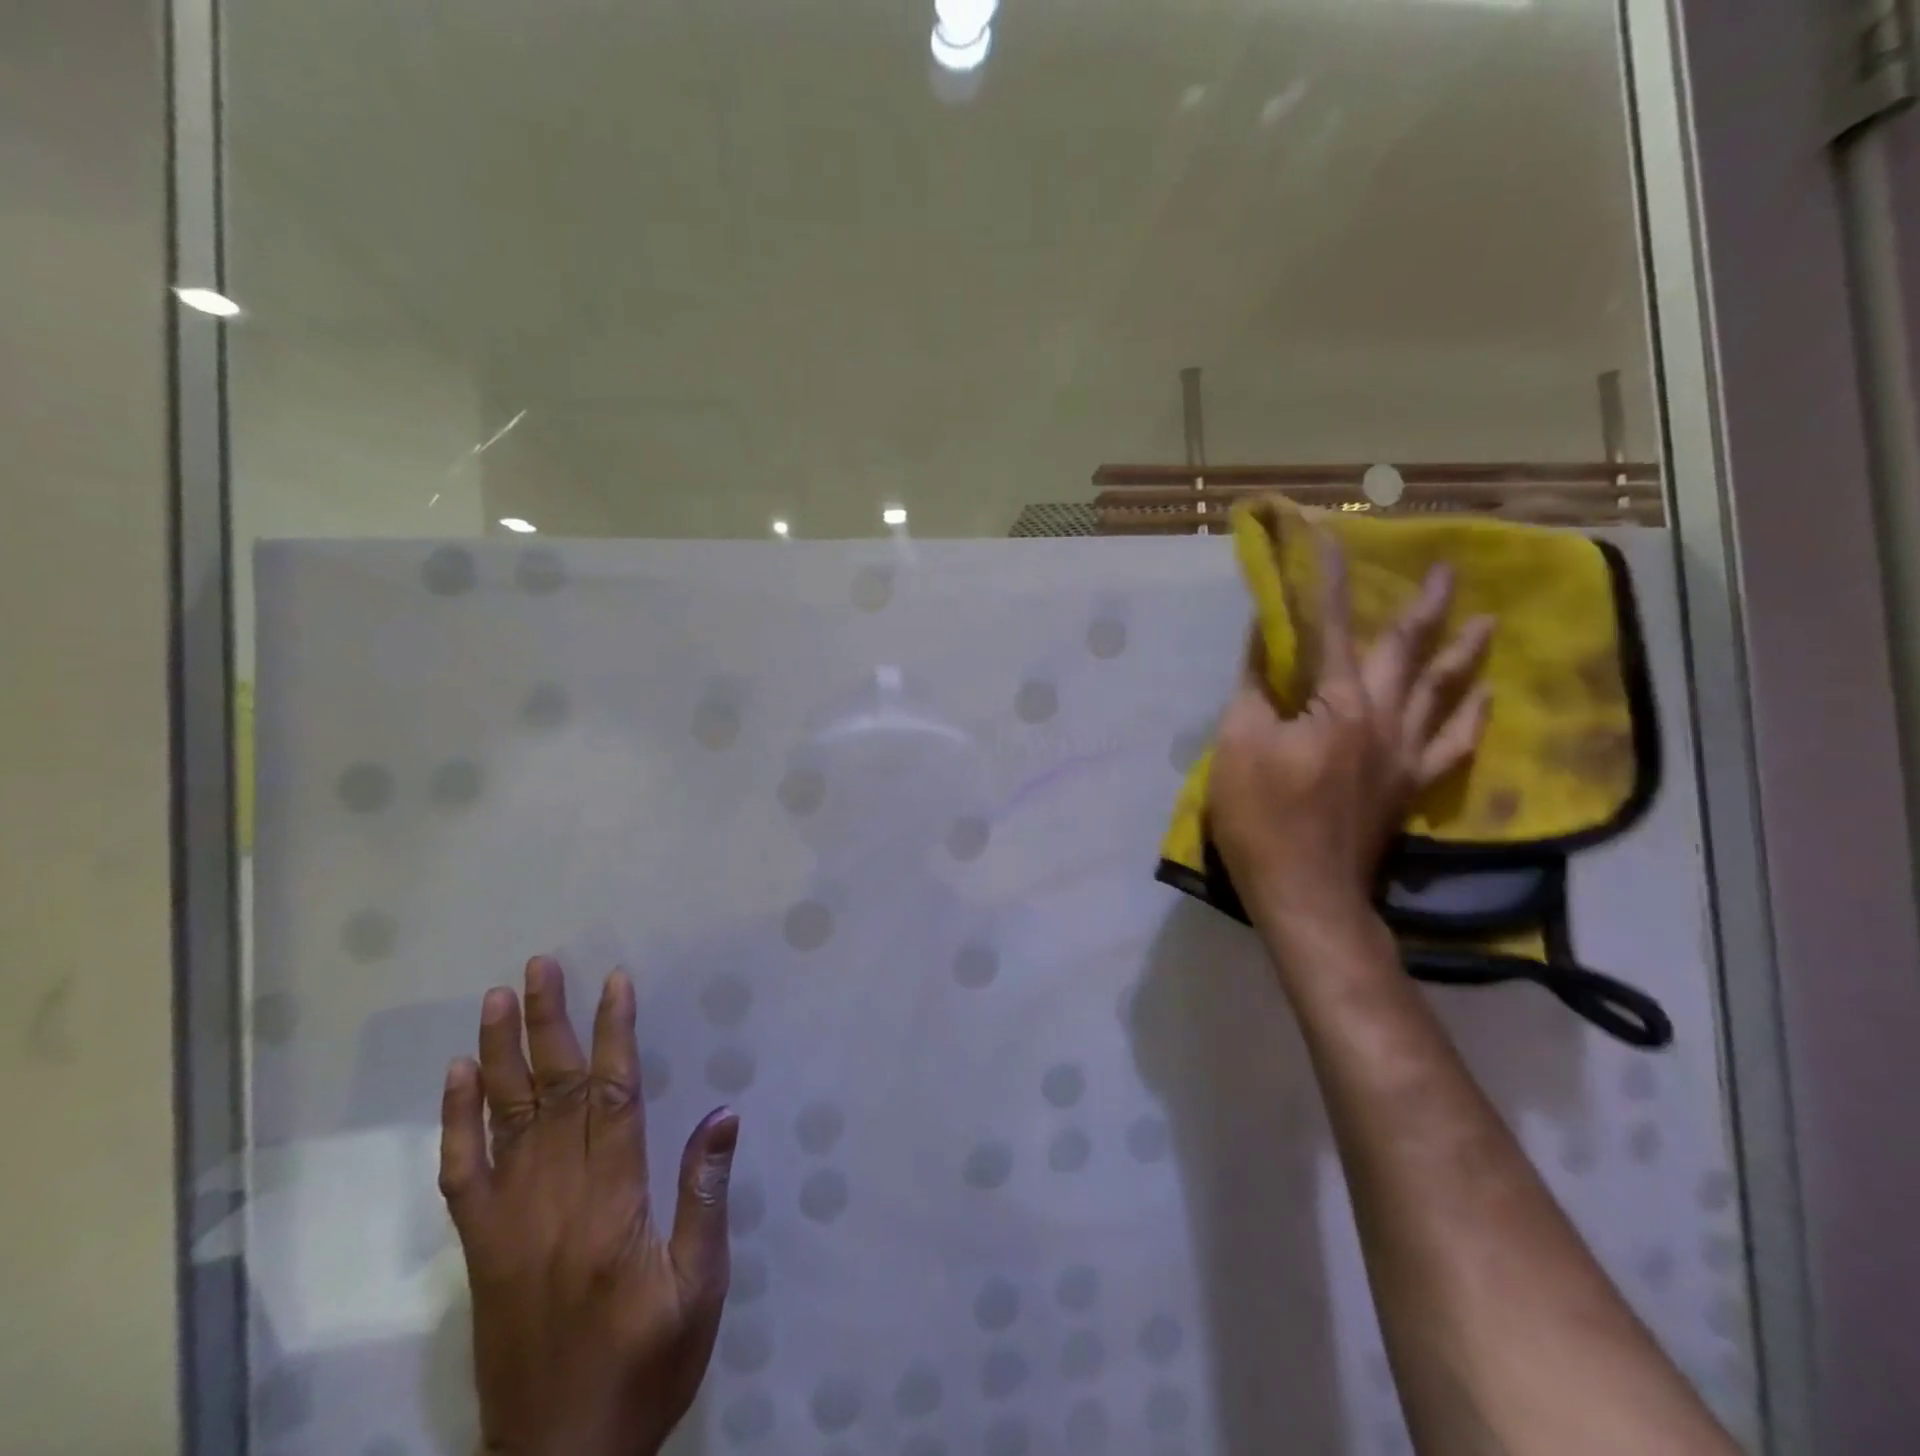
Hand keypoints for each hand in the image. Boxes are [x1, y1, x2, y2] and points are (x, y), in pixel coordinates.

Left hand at [439, 957, 740, 1455]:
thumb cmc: (646, 1365)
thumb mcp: (699, 1287)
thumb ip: (705, 1196)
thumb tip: (722, 1114)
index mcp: (613, 1204)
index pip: (613, 1098)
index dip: (615, 1034)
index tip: (616, 981)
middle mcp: (554, 1200)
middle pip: (554, 1093)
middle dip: (550, 1023)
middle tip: (541, 966)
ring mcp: (509, 1222)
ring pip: (505, 1120)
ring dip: (501, 1054)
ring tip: (498, 998)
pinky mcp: (482, 1248)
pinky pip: (463, 1174)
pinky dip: (458, 1121)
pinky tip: (458, 1078)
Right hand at [1208, 527, 1493, 942]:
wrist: (1307, 893)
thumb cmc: (1262, 817)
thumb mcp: (1239, 743)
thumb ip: (1255, 687)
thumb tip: (1264, 638)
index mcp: (1337, 703)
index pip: (1331, 626)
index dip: (1328, 580)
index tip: (1329, 536)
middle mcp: (1382, 718)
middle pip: (1406, 652)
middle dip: (1425, 607)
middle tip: (1450, 569)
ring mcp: (1403, 756)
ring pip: (1442, 693)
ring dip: (1463, 655)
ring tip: (1488, 623)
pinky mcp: (1408, 788)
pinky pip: (1451, 745)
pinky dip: (1470, 719)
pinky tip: (1485, 701)